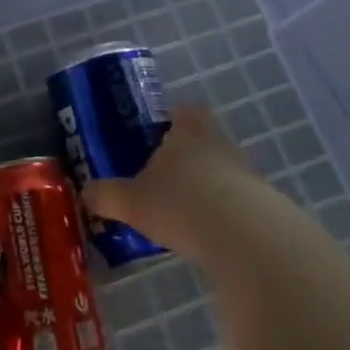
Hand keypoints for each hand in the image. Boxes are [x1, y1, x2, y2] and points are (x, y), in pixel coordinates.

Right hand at [82, 106, 255, 252]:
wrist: (244, 237)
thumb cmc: (180, 203)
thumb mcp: (131, 201)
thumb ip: (106, 195)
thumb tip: (85, 193)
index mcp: (187, 130)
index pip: (185, 111)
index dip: (174, 120)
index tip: (158, 137)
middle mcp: (219, 143)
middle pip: (204, 140)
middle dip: (186, 157)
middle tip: (163, 179)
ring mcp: (246, 173)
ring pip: (221, 172)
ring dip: (205, 188)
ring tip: (182, 214)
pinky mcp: (263, 205)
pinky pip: (237, 203)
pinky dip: (222, 215)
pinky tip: (206, 237)